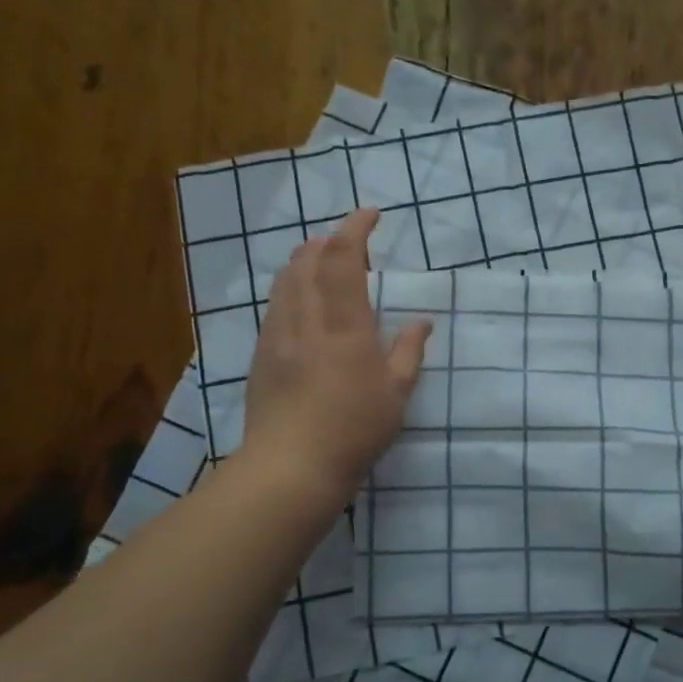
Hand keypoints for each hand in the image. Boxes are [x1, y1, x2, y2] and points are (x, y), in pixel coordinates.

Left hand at [241, 208, 431, 504]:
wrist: (290, 467)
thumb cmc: (353, 430)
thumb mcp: (395, 394)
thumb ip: (408, 352)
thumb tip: (421, 321)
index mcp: (343, 325)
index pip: (343, 259)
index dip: (355, 229)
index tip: (371, 214)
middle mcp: (305, 319)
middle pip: (306, 260)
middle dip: (327, 241)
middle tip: (349, 243)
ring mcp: (277, 336)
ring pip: (285, 280)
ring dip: (304, 261)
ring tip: (323, 264)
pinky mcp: (261, 355)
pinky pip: (275, 305)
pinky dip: (291, 288)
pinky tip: (302, 305)